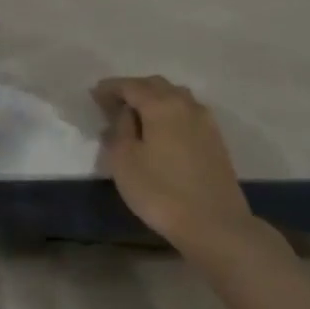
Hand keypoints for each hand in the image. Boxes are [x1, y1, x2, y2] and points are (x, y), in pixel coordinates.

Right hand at [93, 75, 256, 255]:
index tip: (94, 94)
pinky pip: (187, 113)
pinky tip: (162, 131)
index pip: (131, 86)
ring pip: (176, 97)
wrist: (214, 223)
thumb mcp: (125, 161)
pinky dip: (170, 113)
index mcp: (161, 105)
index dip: (111, 88)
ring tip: (137, 116)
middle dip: (133, 90)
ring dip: (154, 99)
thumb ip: (120, 128)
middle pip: (156, 85)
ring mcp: (205, 120)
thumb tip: (125, 112)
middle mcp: (186, 104)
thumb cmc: (161, 192)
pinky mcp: (215, 138)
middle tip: (114, 104)